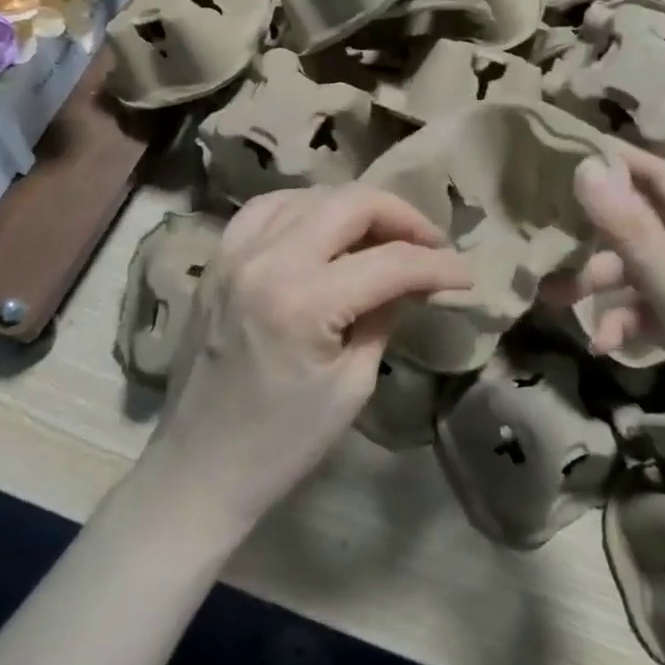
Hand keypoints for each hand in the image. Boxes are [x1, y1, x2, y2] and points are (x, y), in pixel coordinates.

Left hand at [146, 185, 472, 533]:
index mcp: (304, 301)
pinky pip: (267, 208)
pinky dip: (306, 208)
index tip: (466, 274)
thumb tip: (413, 278)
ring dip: (356, 208)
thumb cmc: (283, 443)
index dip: (438, 264)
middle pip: (351, 203)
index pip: (390, 262)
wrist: (199, 468)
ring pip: (311, 195)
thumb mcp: (352, 384)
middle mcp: (267, 260)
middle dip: (402, 217)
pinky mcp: (218, 260)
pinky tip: (324, 228)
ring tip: (383, 237)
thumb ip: (384, 315)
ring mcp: (236, 253)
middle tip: (430, 245)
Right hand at [542, 146, 664, 470]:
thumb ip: (633, 233)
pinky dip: (622, 325)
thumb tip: (587, 168)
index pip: (663, 179)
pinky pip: (645, 316)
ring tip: (559, 305)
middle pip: (642, 230)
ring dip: (600, 288)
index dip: (620, 162)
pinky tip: (604, 347)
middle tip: (548, 246)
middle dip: (595, 239)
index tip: (567, 152)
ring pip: (637, 276)